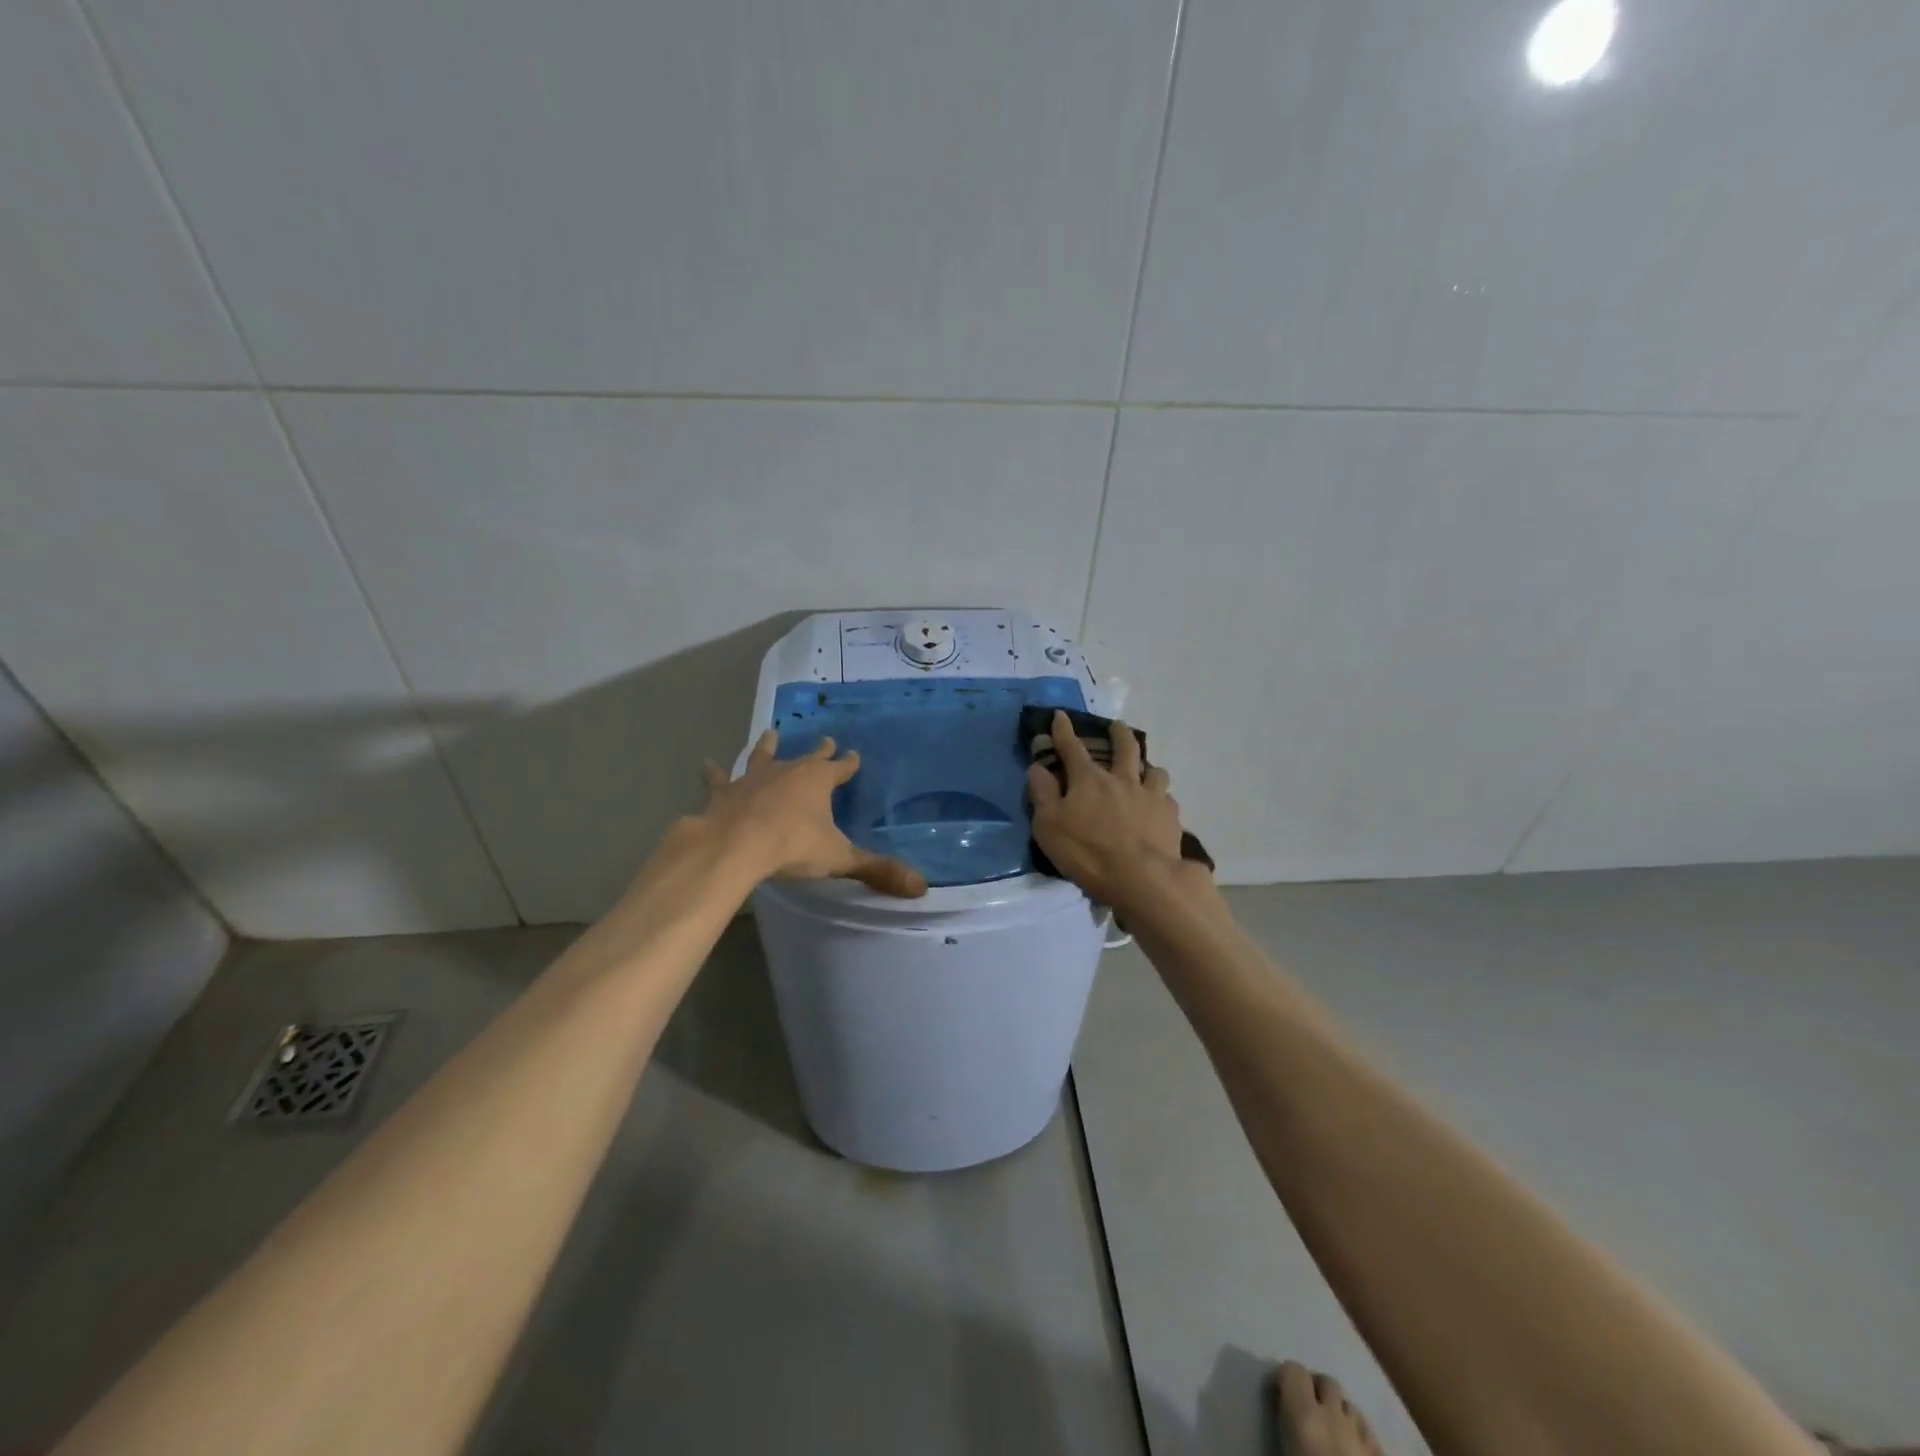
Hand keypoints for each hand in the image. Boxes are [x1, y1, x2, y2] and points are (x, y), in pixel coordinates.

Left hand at [699, 729, 927, 897]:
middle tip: (825, 740)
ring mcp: (752, 779)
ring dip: (767, 746)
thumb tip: (921, 886)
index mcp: (817, 782)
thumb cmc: (792, 847)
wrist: (735, 845)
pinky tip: (708, 764)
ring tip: (769, 733)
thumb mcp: (839, 860)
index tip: (854, 755)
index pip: (839, 768)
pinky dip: (715, 774)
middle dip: (818, 751)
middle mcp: (787, 771)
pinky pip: (719, 780)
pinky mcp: (724, 792)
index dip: (848, 763)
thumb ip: (877, 870)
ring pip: (762, 756)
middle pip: (806, 757)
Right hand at [1027, 709, 1196, 910]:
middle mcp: (1122, 780)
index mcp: (1089, 780)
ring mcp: (1151, 797)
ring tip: (1145, 769)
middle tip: (1117, 726)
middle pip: (1124, 748)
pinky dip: (1161, 798)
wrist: (1142, 878)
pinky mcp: (1170, 817)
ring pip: (1153, 771)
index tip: (1060, 715)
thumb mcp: (1049, 825)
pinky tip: (1160, 806)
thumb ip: (1043, 794)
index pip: (1072, 748)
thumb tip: (1038, 767)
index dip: (1063, 731)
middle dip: (1118, 733)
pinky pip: (1167, 799)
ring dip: (1147, 766)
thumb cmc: (1088, 852)